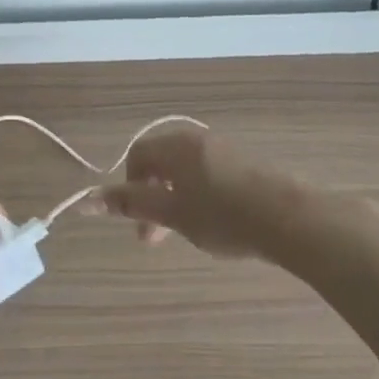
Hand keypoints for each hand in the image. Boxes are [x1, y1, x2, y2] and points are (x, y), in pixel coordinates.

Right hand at [94, 126, 301, 259]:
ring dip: (176, 201)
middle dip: (152, 199)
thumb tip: (86, 199)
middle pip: (161, 163)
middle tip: (156, 238)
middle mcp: (197, 140)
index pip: (137, 156)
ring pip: (186, 172)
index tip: (139, 222)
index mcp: (176, 146)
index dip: (129, 188)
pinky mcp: (248, 165)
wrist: (293, 220)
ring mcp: (225, 150)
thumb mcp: (172, 214)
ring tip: (187, 234)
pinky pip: (210, 175)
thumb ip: (131, 204)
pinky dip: (200, 197)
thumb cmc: (223, 217)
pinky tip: (216, 224)